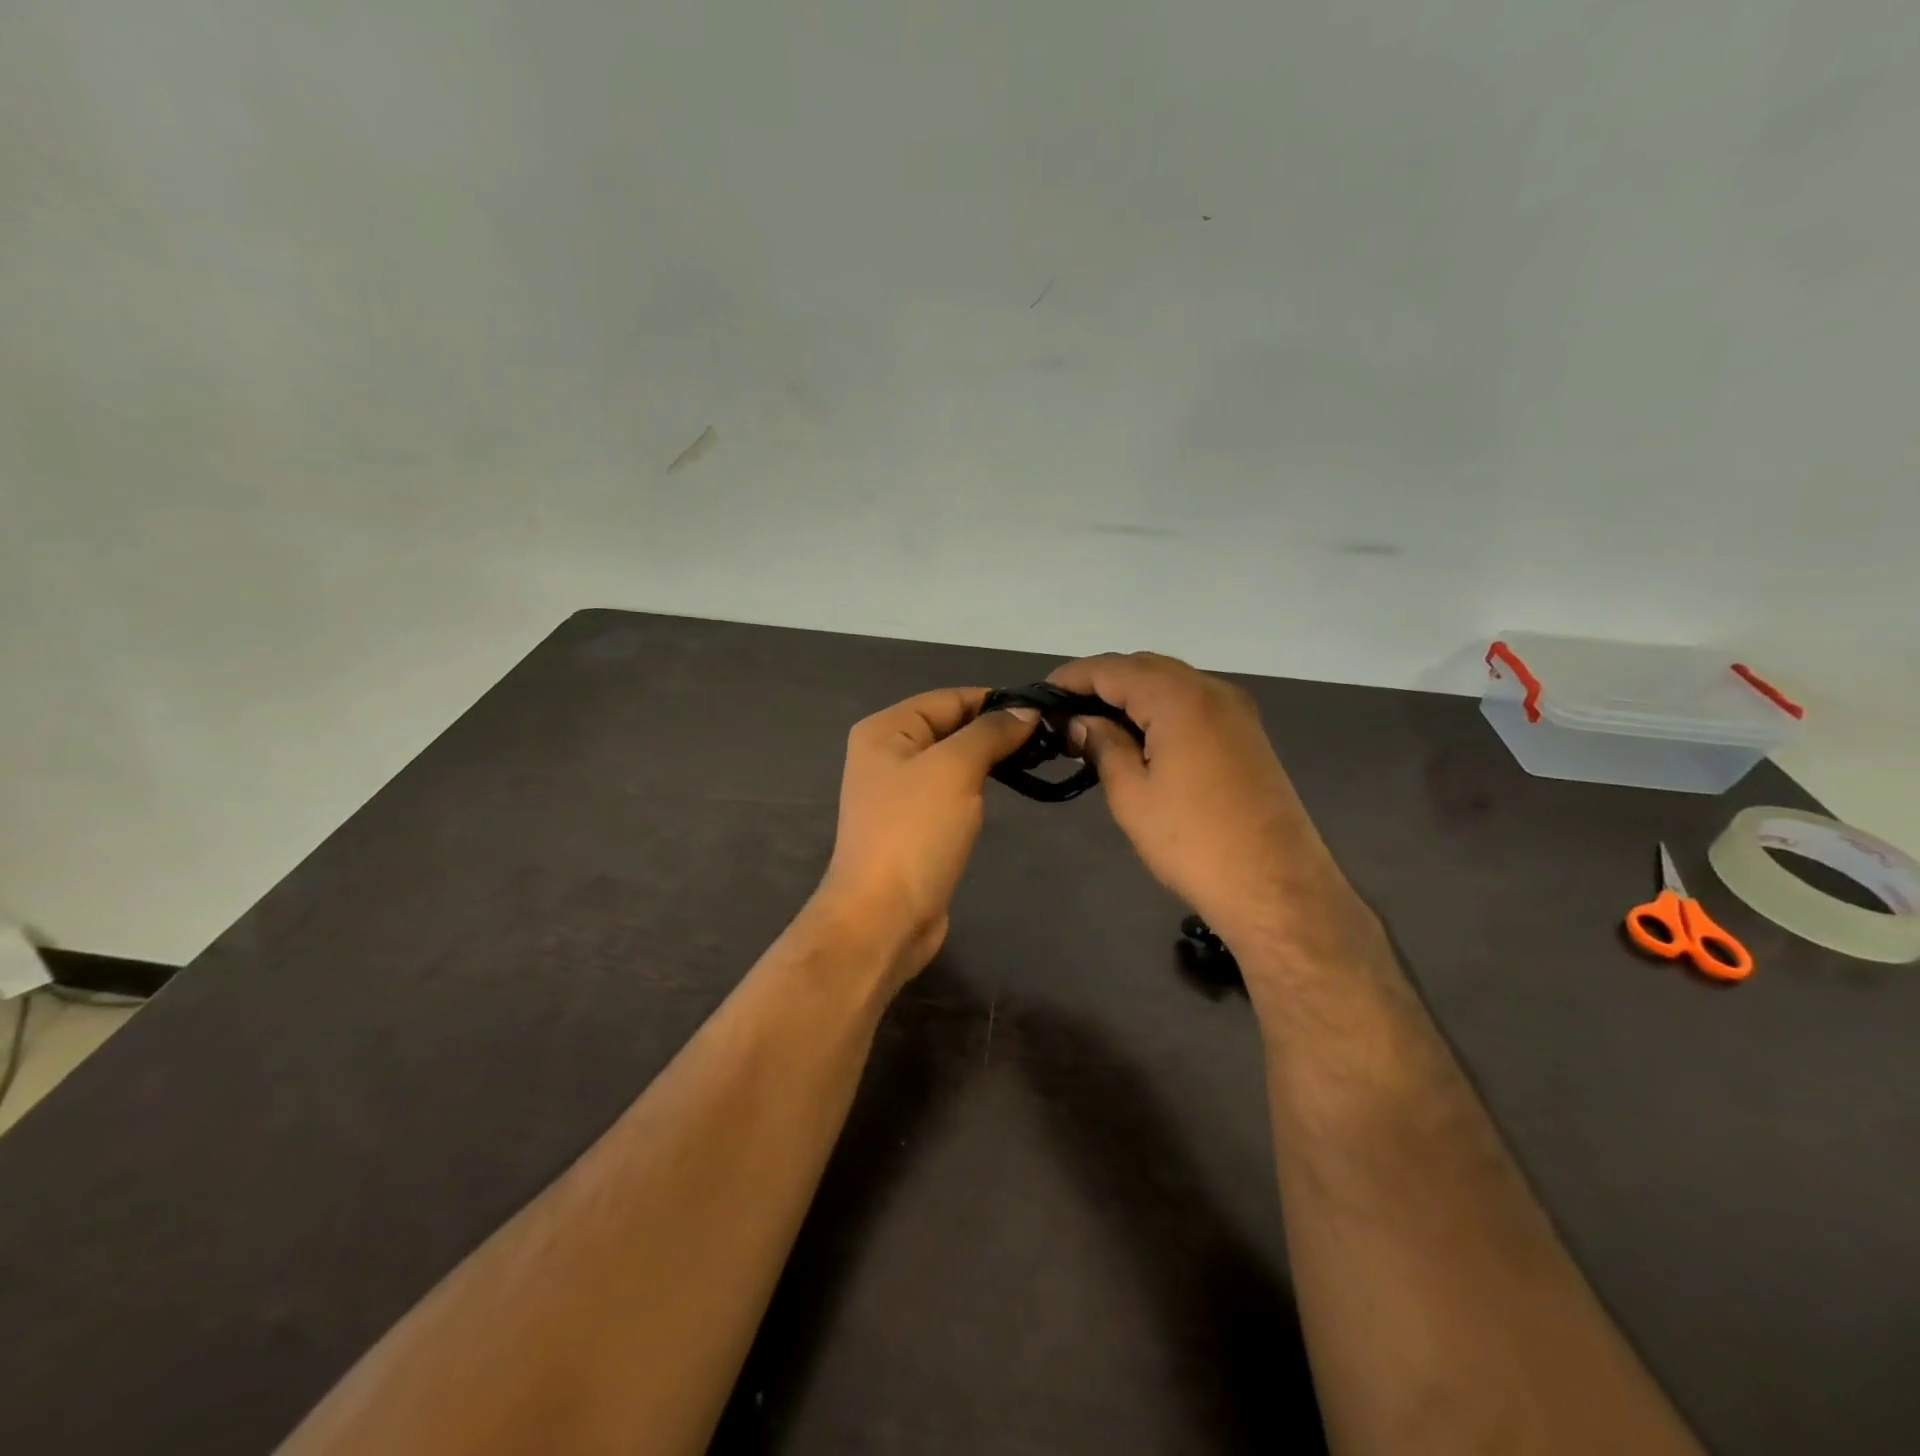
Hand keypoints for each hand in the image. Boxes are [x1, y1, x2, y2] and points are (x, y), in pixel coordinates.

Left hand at [816, 688, 1037, 983]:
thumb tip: (1026, 710)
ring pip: (953, 760)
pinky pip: (952, 791)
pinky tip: (1006, 788)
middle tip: (1049, 736)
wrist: (883, 916)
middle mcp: (887, 754)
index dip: (995, 700)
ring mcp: (899, 792)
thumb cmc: (914, 833)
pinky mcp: (915, 824)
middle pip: (950, 727)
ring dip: (990, 758)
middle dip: (995, 729)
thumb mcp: (954, 770)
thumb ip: (990, 733)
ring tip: (1036, 758)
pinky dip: (978, 786)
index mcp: (885, 730)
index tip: (1044, 709)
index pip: (948, 698)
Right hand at [1047, 652, 1375, 961]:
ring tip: (1093, 726)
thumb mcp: (1132, 794)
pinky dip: (1159, 709)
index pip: (1113, 669)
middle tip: (1064, 714)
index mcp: (1180, 698)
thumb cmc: (1193, 841)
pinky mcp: (1247, 733)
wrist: (1275, 886)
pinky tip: (1138, 736)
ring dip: (1130, 695)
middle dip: (1101, 683)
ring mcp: (1236, 710)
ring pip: (1170, 683)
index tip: (1040, 696)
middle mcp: (1212, 690)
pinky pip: (1192, 703)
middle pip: (1144, 668)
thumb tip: (1080, 722)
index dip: (1072, 677)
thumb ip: (1103, 745)